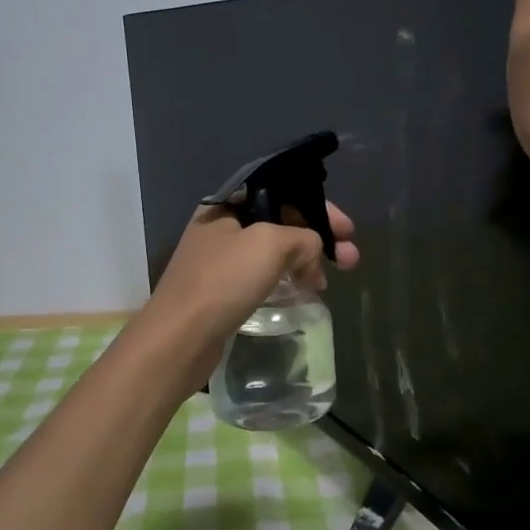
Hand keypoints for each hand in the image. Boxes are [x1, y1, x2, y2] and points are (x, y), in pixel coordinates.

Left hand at [143, 201, 359, 374]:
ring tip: (328, 282)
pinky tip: (305, 292)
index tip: (346, 229)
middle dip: (318, 237)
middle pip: (280, 221)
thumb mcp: (270, 244)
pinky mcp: (222, 290)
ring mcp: (221, 260)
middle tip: (350, 258)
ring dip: (306, 260)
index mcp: (227, 205)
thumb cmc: (223, 280)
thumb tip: (314, 250)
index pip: (281, 192)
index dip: (318, 206)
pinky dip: (287, 279)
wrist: (179, 338)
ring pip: (274, 251)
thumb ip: (303, 237)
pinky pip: (264, 275)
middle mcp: (222, 226)